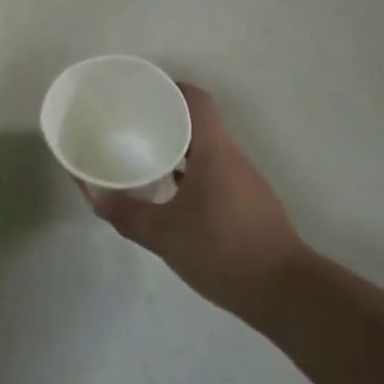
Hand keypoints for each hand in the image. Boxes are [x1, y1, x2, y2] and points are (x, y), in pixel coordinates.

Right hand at [89, 83, 306, 323]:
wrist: (287, 294)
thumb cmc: (224, 251)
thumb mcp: (165, 236)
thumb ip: (128, 215)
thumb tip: (96, 198)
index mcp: (213, 149)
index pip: (194, 99)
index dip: (168, 89)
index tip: (141, 96)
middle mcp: (231, 156)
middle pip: (197, 122)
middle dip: (165, 121)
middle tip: (133, 129)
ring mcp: (244, 180)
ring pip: (206, 150)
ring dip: (178, 150)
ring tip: (147, 160)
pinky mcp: (249, 203)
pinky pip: (215, 173)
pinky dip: (192, 174)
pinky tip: (173, 197)